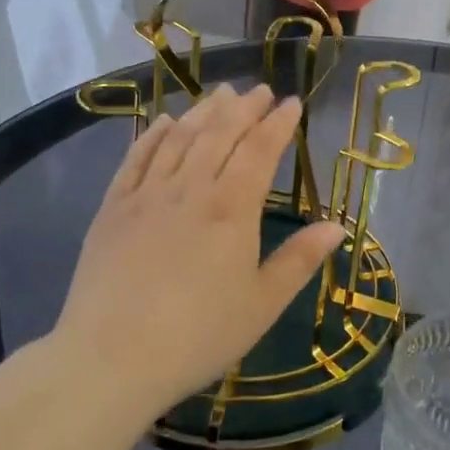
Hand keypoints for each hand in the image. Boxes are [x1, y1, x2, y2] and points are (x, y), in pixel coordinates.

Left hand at [50, 84, 344, 418]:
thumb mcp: (262, 304)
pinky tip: (163, 122)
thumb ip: (300, 260)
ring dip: (203, 111)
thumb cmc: (198, 336)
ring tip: (220, 93)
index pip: (260, 151)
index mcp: (232, 209)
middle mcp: (190, 189)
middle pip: (220, 134)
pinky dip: (153, 135)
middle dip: (244, 108)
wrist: (111, 359)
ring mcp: (147, 195)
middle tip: (259, 89)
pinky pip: (136, 158)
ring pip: (180, 138)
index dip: (277, 124)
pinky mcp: (113, 208)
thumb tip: (338, 227)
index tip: (291, 102)